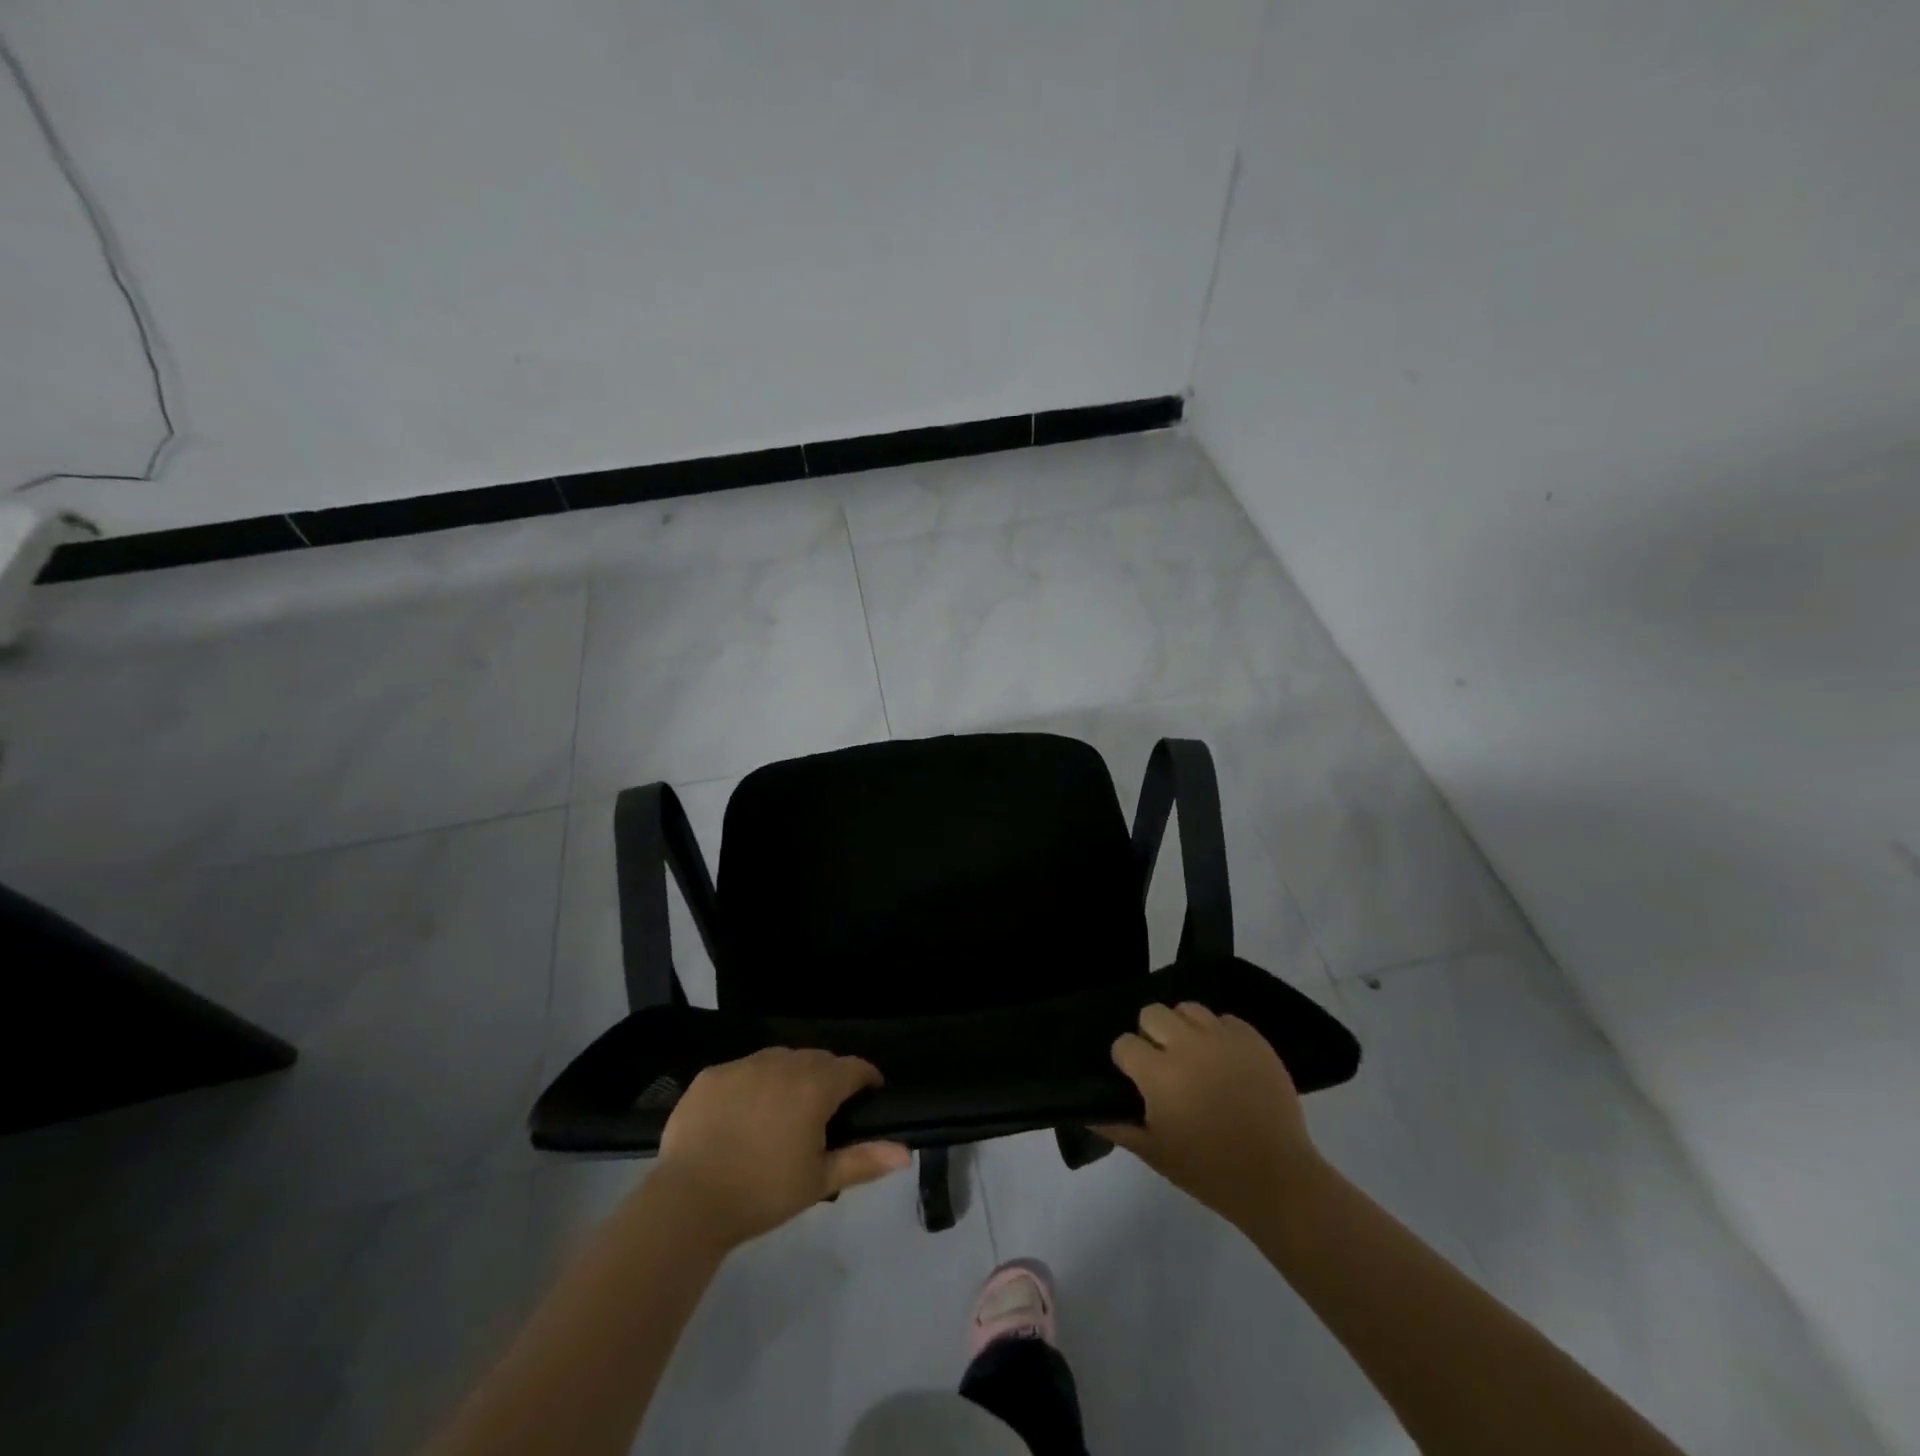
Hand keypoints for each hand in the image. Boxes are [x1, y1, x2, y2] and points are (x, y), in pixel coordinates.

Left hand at [652, 1048, 910, 1250]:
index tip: (869, 1094)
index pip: (853, 1067)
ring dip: (790, 1075)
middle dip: (828, 1077)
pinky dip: (752, 1083)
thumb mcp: (818, 1181)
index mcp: (814, 1086)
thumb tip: (905, 1153)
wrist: (688, 1202)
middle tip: (825, 1110)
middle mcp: (783, 1063)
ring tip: (784, 1108)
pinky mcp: (712, 1075)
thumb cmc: (762, 1193)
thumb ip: (863, 1160)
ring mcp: (744, 1065)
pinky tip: (743, 1113)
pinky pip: (743, 1069)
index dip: (866, 1078)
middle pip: (817, 1059)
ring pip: (780, 1059)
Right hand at [1097, 1002, 1320, 1224]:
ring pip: (1188, 1009)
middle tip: (1162, 1063)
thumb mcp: (1154, 1154)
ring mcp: (1222, 1038)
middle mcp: (1187, 1045)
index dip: (1126, 1060)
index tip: (1135, 1079)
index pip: (1124, 1043)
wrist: (1277, 1179)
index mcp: (1159, 1073)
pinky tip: (1223, 1060)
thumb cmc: (1208, 1170)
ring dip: (1183, 1028)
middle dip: (1150, 1034)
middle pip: (1152, 1013)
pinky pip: (1225, 1020)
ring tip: (1193, 1056)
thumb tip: (1087, 1111)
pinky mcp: (1253, 1039)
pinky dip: (1218, 1034)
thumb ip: (1117, 1127)